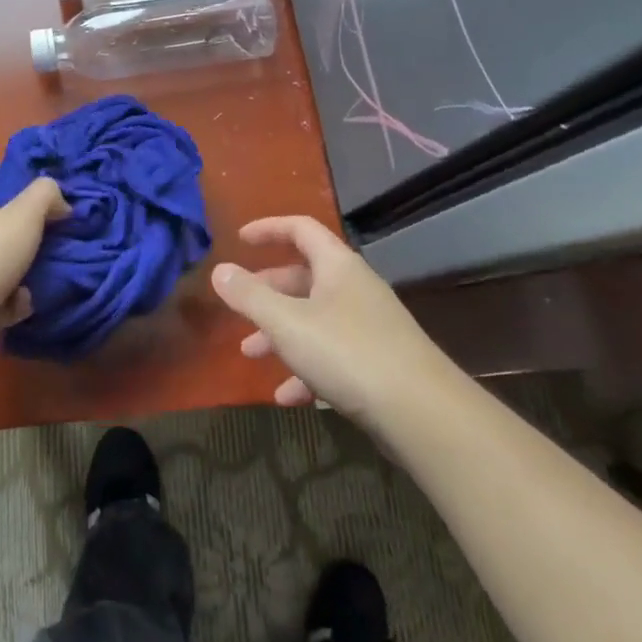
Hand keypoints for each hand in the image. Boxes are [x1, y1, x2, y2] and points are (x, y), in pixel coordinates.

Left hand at [0, 171, 68, 353]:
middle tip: (67, 234)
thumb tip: (60, 201)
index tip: (59, 192)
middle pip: (5, 222)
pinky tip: (26, 303)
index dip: (29, 181)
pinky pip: (0, 296)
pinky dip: (15, 300)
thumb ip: (45, 195)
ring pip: (5, 261)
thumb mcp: (21, 216)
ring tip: (56, 271)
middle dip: (36, 229)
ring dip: (30, 268)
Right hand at [211, 216, 447, 428]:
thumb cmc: (347, 352)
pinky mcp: (377, 363)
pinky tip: (287, 397)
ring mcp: (369, 326)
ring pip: (314, 319)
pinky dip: (306, 369)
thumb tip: (220, 270)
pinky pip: (332, 356)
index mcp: (337, 266)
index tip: (240, 239)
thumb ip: (250, 296)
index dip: (268, 229)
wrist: (421, 412)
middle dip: (267, 292)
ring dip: (280, 334)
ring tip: (251, 355)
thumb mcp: (287, 323)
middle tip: (239, 308)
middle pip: (304, 277)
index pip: (300, 229)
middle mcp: (354, 288)